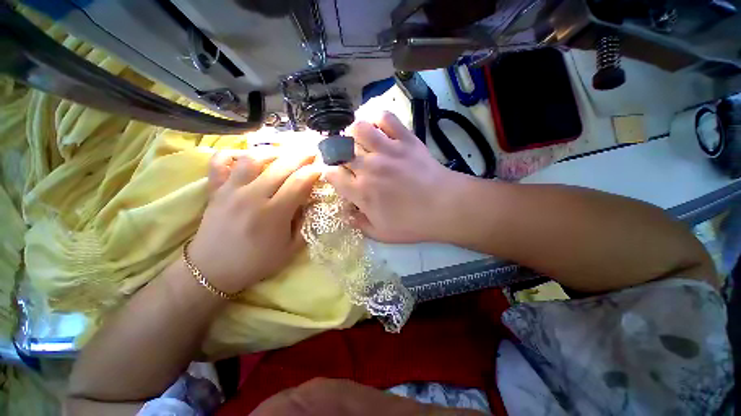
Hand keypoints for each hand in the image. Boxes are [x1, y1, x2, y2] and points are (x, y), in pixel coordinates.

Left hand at [188, 147, 319, 293]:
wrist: (212, 270)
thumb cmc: (256, 262)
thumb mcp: (290, 249)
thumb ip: (305, 224)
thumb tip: (311, 202)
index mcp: (274, 214)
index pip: (299, 183)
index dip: (313, 172)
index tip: (322, 168)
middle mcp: (252, 197)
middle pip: (281, 167)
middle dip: (300, 157)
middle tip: (311, 152)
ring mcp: (231, 191)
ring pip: (253, 159)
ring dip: (272, 152)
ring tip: (284, 153)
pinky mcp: (215, 190)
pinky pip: (219, 162)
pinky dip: (232, 153)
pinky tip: (245, 155)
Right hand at [325, 111, 465, 242]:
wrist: (446, 207)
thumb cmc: (414, 224)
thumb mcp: (382, 234)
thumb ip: (360, 224)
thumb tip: (346, 214)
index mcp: (361, 191)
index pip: (332, 174)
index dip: (329, 172)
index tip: (335, 174)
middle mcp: (369, 167)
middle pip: (341, 150)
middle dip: (337, 152)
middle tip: (345, 157)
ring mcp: (387, 150)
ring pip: (359, 129)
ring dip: (354, 133)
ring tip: (359, 139)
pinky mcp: (405, 139)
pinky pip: (386, 118)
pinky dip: (378, 118)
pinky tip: (378, 127)